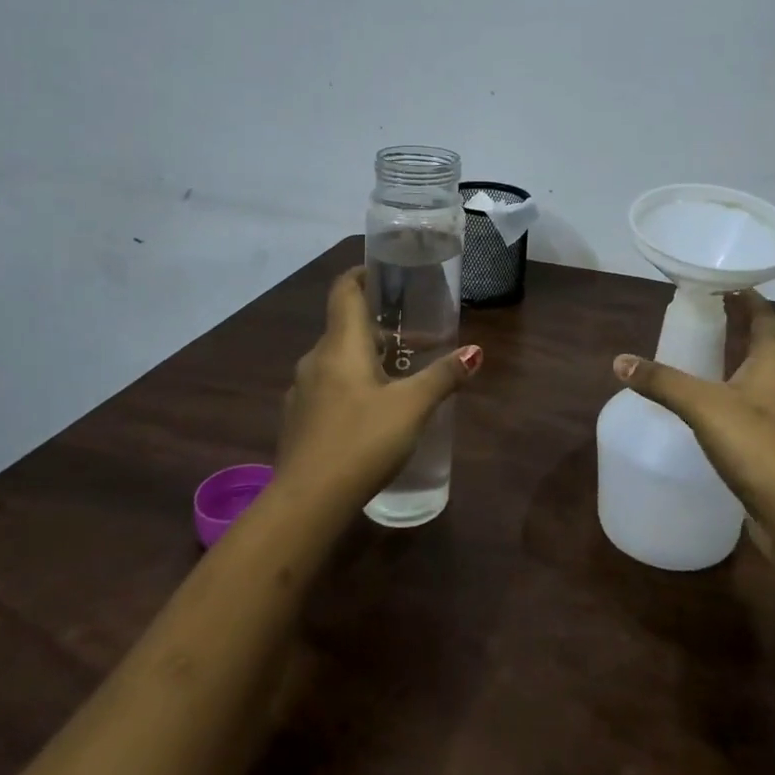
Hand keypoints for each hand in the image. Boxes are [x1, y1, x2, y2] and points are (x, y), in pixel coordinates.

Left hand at [277, 267, 481, 500]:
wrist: (307, 503)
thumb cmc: (362, 441)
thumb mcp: (412, 406)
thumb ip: (444, 376)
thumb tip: (475, 350)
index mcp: (341, 345)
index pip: (345, 291)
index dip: (362, 274)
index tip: (385, 272)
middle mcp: (316, 360)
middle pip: (346, 327)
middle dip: (381, 327)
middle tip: (416, 336)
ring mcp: (302, 392)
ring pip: (337, 360)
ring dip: (368, 358)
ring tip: (401, 376)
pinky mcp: (299, 421)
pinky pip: (329, 387)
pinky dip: (353, 385)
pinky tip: (374, 411)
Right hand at [612, 291, 774, 528]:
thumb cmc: (756, 444)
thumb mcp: (701, 406)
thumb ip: (661, 382)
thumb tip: (620, 361)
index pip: (766, 315)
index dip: (748, 298)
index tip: (726, 286)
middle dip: (763, 326)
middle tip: (733, 319)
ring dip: (765, 358)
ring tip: (731, 355)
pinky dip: (760, 389)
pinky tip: (734, 403)